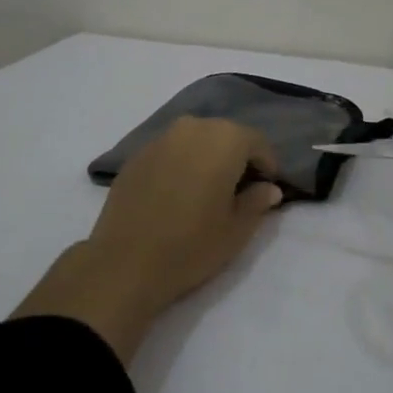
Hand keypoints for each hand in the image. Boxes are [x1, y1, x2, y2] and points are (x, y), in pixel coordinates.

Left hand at [14, 117, 282, 361]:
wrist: (124, 264)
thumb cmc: (192, 245)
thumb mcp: (237, 229)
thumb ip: (258, 201)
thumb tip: (268, 188)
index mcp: (225, 139)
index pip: (257, 142)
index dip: (266, 165)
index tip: (267, 188)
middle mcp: (193, 128)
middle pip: (225, 135)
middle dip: (236, 157)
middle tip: (239, 189)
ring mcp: (160, 139)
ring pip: (196, 140)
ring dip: (207, 158)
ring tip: (207, 191)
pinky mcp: (135, 156)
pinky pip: (170, 152)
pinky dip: (181, 165)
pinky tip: (177, 194)